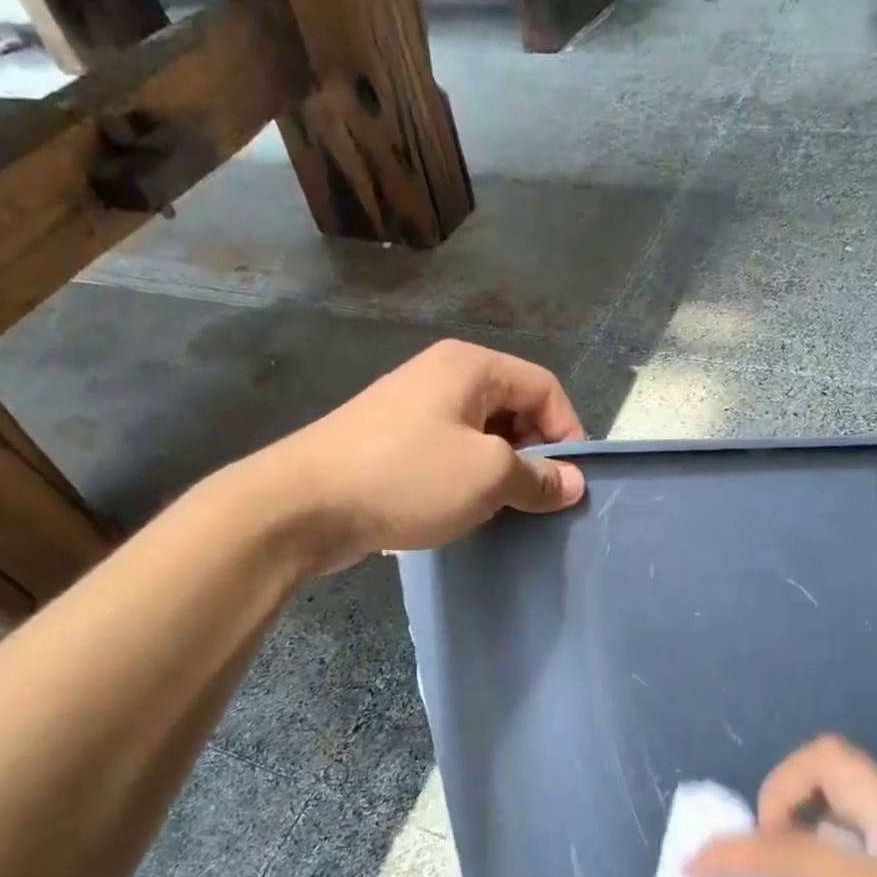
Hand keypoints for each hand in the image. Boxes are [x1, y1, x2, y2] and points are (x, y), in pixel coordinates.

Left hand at [246, 340, 587, 572]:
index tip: (571, 482)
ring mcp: (411, 409)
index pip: (544, 387)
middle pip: (513, 408)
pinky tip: (464, 511)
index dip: (569, 432)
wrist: (302, 506)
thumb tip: (573, 484)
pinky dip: (467, 479)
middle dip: (535, 454)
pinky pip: (448, 454)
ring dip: (501, 471)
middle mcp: (441, 376)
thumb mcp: (488, 476)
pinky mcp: (390, 443)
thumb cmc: (407, 477)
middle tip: (538, 499)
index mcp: (470, 366)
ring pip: (481, 435)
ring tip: (504, 510)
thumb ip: (538, 478)